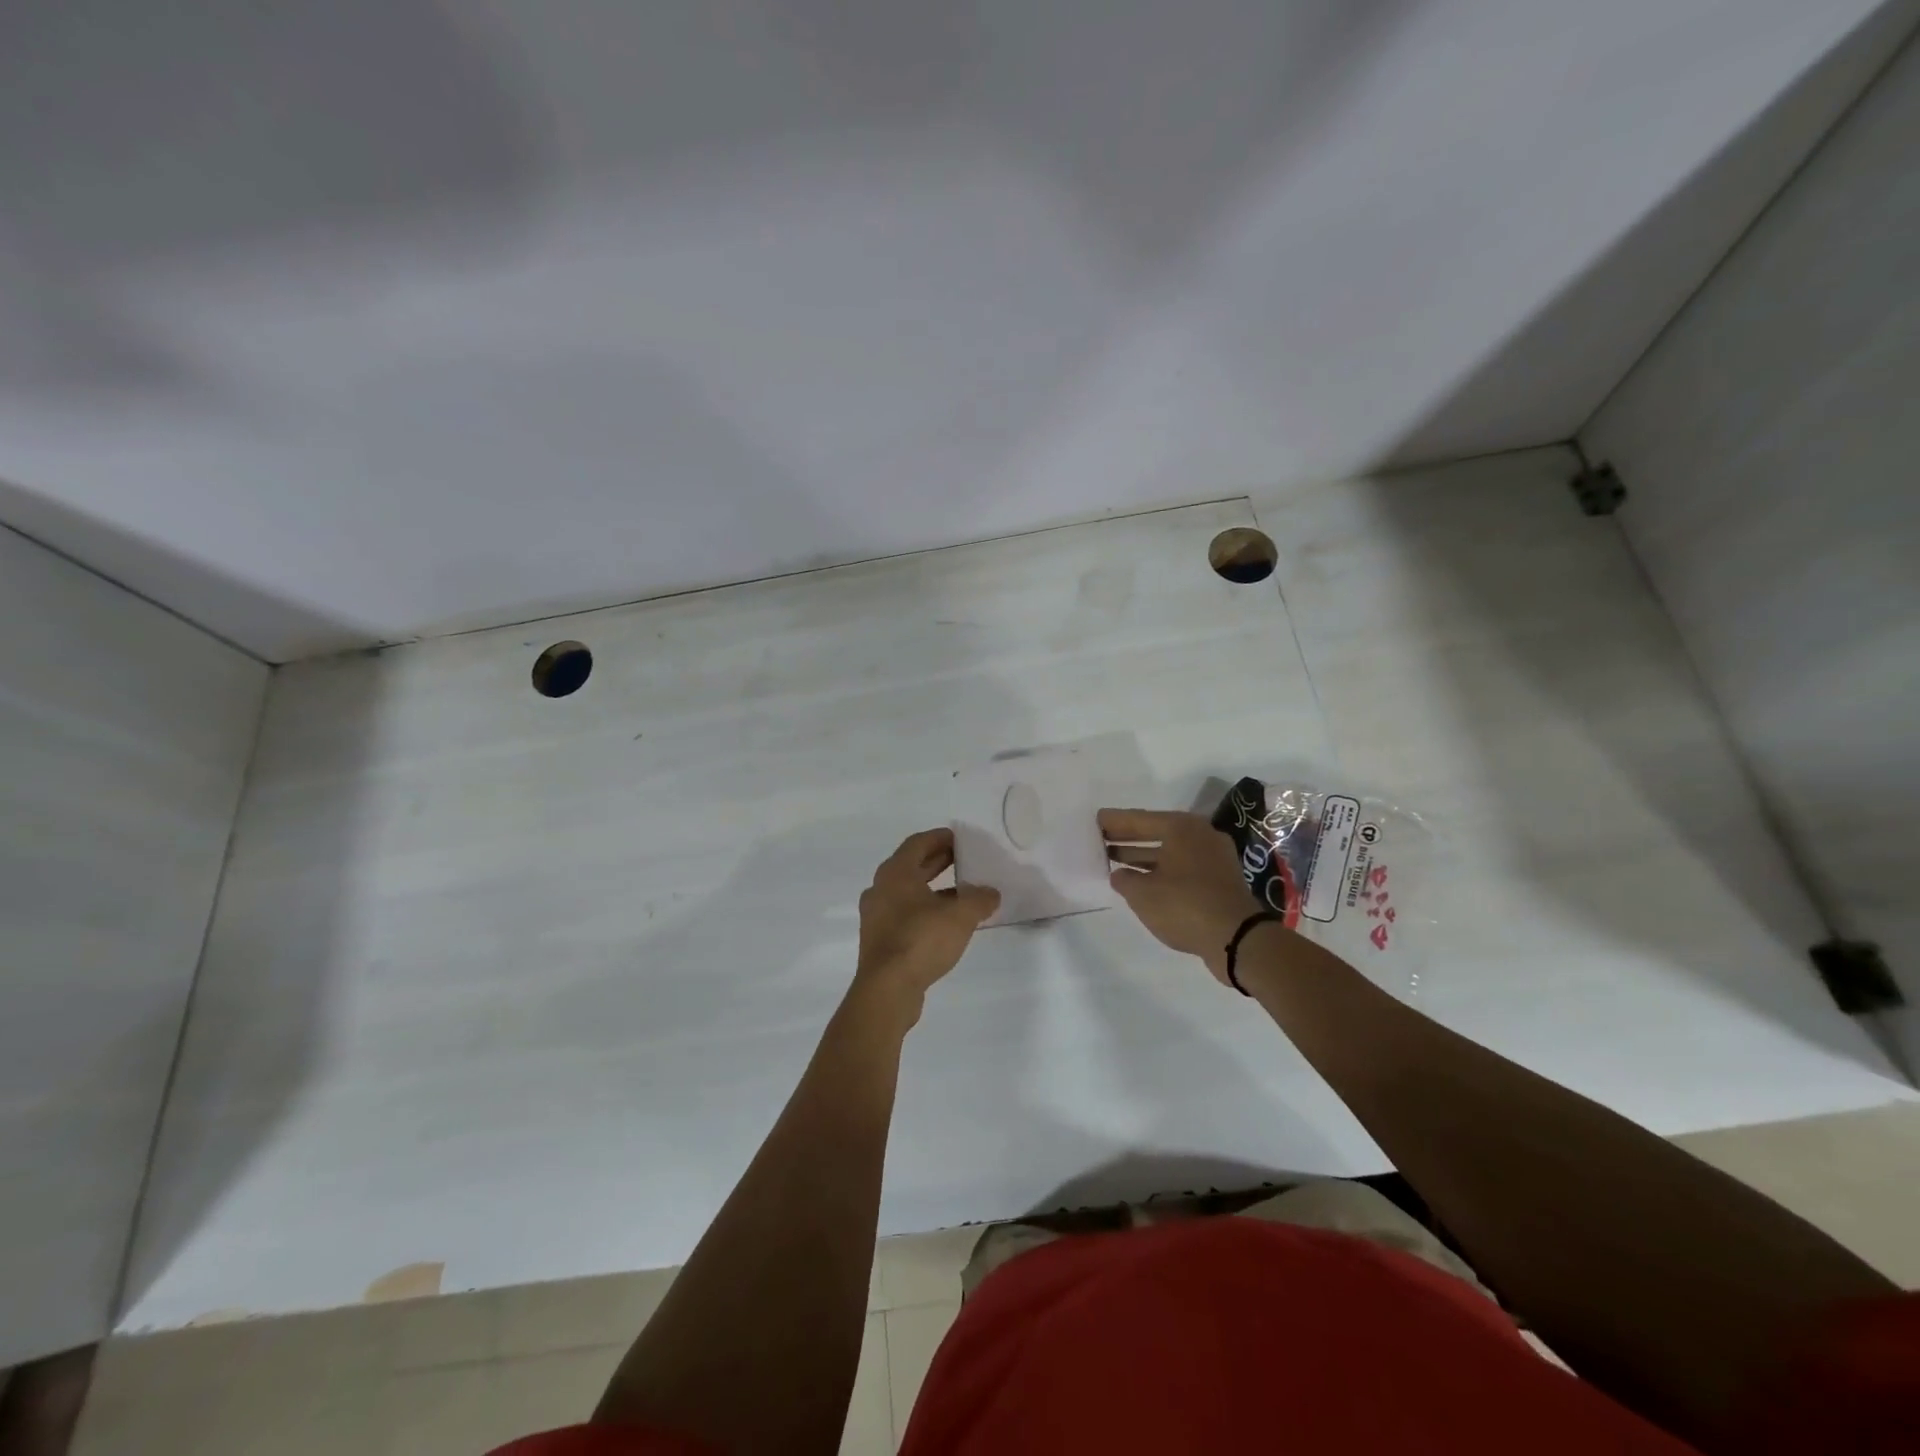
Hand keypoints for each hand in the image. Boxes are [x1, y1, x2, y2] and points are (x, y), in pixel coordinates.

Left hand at [854, 828, 999, 1023]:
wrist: (887, 990)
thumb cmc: (921, 940)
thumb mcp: (960, 916)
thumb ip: (979, 899)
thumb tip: (990, 893)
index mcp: (895, 873)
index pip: (918, 843)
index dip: (940, 838)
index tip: (960, 839)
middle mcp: (881, 889)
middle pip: (911, 866)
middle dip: (938, 861)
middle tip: (964, 860)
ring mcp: (876, 916)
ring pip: (907, 892)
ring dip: (932, 889)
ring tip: (961, 894)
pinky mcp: (879, 940)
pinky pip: (904, 914)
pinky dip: (924, 910)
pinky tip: (946, 923)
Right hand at [1100, 809, 1261, 985]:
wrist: (1238, 938)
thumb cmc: (1184, 906)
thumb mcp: (1142, 894)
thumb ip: (1125, 879)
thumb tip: (1120, 874)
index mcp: (1181, 828)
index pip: (1140, 819)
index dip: (1115, 821)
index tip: (1097, 819)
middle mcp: (1200, 835)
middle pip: (1156, 832)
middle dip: (1128, 838)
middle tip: (1102, 839)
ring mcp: (1214, 856)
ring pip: (1170, 851)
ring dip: (1144, 856)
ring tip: (1115, 861)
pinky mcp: (1220, 879)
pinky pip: (1183, 866)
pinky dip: (1162, 870)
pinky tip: (1143, 880)